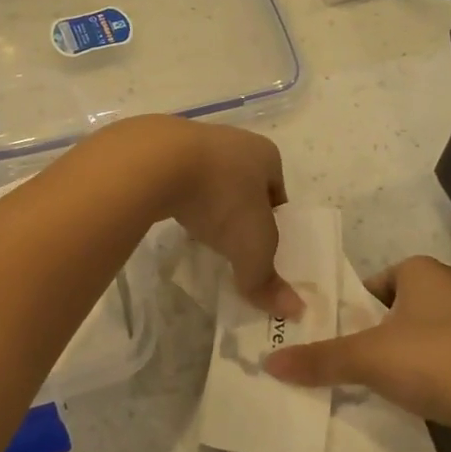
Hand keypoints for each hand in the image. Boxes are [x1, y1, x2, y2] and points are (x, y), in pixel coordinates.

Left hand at [111, 116, 300, 318]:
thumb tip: (294, 311)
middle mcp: (233, 141)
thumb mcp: (251, 247)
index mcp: (265, 155)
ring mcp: (193, 140)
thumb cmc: (222, 198)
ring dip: (207, 204)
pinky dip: (179, 198)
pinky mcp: (159, 148)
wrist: (156, 162)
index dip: (274, 222)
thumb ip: (267, 279)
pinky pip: (177, 178)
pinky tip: (172, 215)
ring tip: (200, 234)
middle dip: (239, 212)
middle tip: (232, 244)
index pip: (278, 193)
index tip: (263, 248)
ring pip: (208, 180)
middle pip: (243, 184)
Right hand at [262, 255, 450, 451]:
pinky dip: (429, 380)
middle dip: (373, 336)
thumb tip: (268, 363)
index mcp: (424, 272)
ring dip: (401, 360)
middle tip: (346, 363)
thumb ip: (319, 359)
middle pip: (397, 311)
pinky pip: (447, 365)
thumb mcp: (367, 358)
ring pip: (423, 340)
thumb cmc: (436, 360)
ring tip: (375, 387)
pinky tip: (415, 403)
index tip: (334, 336)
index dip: (352, 307)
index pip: (375, 282)